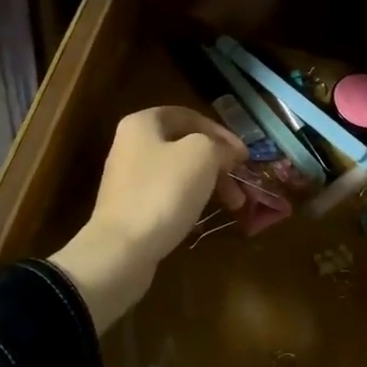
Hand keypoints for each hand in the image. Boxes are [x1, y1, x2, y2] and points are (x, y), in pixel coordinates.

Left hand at [51, 106, 246, 332]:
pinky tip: (205, 216)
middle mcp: (131, 145)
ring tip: (234, 205)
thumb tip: (231, 152)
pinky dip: (191, 201)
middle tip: (242, 183)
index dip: (221, 132)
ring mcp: (129, 179)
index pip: (190, 116)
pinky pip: (168, 196)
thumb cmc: (163, 191)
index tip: (244, 155)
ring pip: (179, 173)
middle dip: (218, 163)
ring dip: (210, 184)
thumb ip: (220, 146)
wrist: (121, 250)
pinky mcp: (131, 208)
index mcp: (143, 123)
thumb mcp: (201, 156)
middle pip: (185, 146)